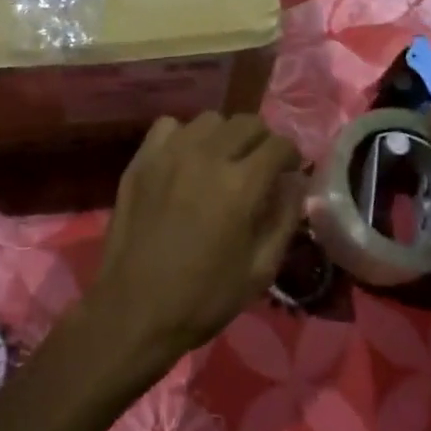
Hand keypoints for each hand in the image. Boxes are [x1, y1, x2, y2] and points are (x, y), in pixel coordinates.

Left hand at [85, 112, 303, 374]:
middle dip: (262, 141)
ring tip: (221, 162)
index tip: (288, 172)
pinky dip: (184, 136)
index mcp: (240, 185)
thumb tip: (296, 183)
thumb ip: (285, 218)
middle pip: (247, 123)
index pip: (278, 145)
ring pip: (210, 120)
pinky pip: (169, 126)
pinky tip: (185, 161)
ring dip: (224, 136)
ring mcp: (169, 154)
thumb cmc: (203, 298)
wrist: (134, 310)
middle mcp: (206, 157)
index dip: (291, 156)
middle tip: (259, 167)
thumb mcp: (260, 270)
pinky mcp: (141, 160)